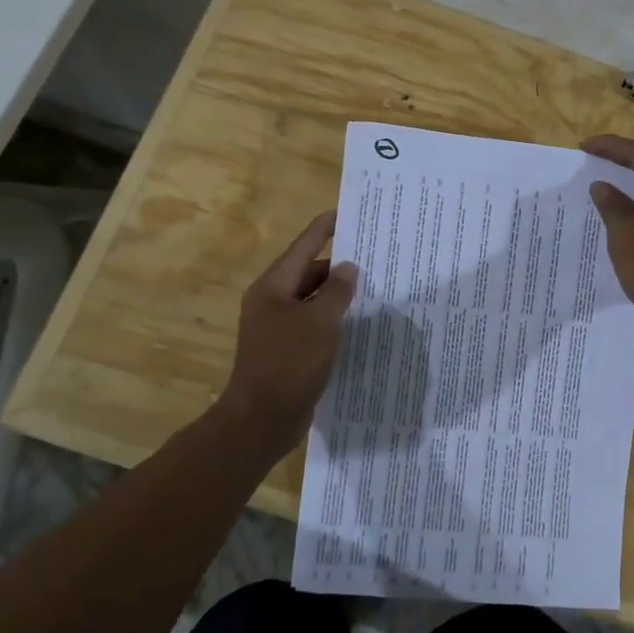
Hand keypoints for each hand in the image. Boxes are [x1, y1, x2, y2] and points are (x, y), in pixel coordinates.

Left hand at [219, 212, 357, 456]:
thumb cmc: (290, 363)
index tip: (344, 213)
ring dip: (336, 295)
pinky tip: (355, 324)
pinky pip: (311, 324)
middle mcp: (271, 302)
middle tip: (371, 259)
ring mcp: (276, 327)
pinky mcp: (284, 350)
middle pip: (307, 273)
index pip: (303, 247)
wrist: (262, 419)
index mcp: (273, 287)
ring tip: (371, 290)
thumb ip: (337, 291)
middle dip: (337, 266)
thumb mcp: (321, 322)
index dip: (323, 229)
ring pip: (310, 300)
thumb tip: (347, 268)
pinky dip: (331, 320)